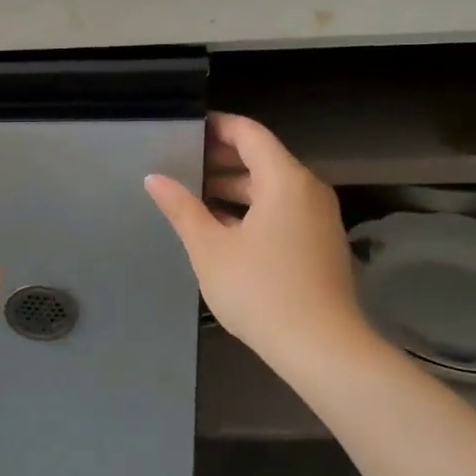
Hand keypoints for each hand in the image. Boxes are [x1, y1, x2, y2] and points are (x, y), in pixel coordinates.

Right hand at [145, 113, 369, 374]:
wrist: (321, 348)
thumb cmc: (260, 291)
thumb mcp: (210, 249)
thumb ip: (181, 209)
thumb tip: (154, 178)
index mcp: (285, 180)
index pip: (249, 133)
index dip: (217, 127)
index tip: (186, 129)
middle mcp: (308, 190)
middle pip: (262, 159)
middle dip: (221, 160)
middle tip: (180, 164)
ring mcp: (319, 218)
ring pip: (272, 188)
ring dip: (235, 188)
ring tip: (193, 197)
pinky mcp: (320, 243)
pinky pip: (283, 211)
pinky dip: (253, 210)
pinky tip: (223, 229)